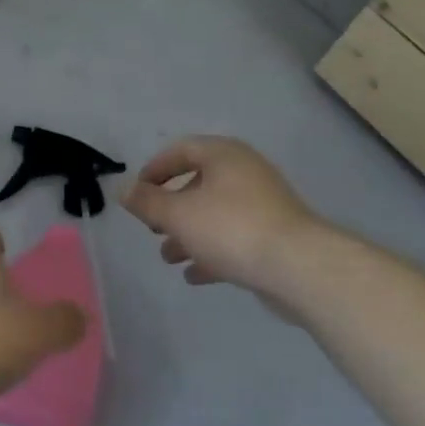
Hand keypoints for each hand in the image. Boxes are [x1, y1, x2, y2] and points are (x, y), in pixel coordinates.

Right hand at [124, 136, 322, 294]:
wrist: (300, 268)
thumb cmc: (232, 228)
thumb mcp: (178, 214)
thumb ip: (148, 202)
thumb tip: (124, 190)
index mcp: (223, 155)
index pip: (181, 150)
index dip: (155, 170)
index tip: (138, 193)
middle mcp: (245, 172)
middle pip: (198, 183)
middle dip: (171, 208)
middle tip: (153, 228)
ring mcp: (263, 205)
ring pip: (216, 214)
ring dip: (189, 234)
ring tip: (168, 258)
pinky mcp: (275, 236)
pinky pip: (235, 237)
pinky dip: (212, 251)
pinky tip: (195, 275)